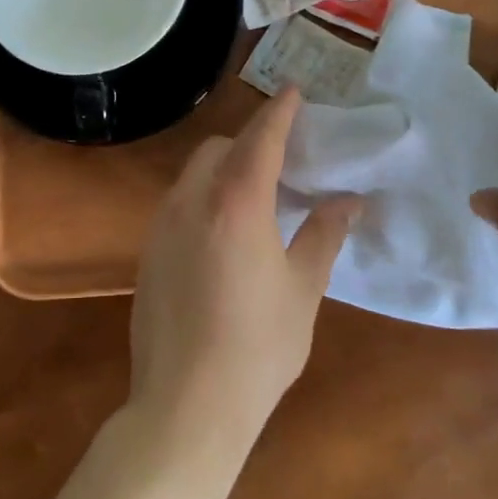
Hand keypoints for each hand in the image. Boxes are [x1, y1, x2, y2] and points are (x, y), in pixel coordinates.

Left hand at [128, 88, 358, 467]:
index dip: (278, 113)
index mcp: (235, 205)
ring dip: (225, 170)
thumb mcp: (303, 289)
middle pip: (218, 150)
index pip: (259, 140)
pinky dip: (205, 198)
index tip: (294, 92)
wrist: (186, 406)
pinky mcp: (147, 253)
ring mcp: (161, 227)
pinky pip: (179, 204)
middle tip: (284, 161)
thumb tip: (350, 200)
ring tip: (258, 196)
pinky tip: (226, 234)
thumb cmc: (258, 347)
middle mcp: (190, 203)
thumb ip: (324, 235)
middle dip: (249, 142)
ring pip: (193, 175)